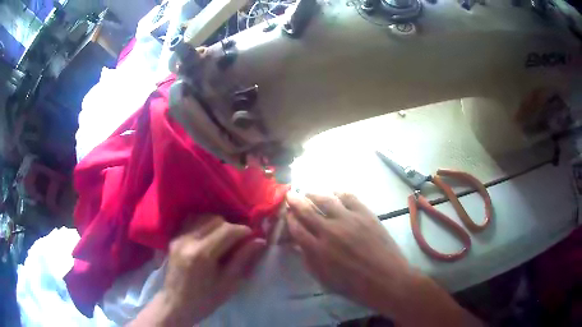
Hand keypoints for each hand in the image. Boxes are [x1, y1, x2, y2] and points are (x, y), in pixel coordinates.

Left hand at [130, 215, 265, 326]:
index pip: (227, 230)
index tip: (252, 238)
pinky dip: (204, 224)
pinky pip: (191, 222)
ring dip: (217, 225)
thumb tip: (259, 241)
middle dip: (231, 227)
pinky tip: (209, 237)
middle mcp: (188, 240)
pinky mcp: (174, 238)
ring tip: (224, 239)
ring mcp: (179, 237)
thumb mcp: (228, 284)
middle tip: (239, 241)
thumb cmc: (205, 299)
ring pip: (203, 217)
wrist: (176, 304)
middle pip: (215, 220)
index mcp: (202, 254)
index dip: (243, 231)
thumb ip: (242, 259)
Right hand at [286, 192, 481, 325]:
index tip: (287, 214)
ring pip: (326, 199)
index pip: (297, 228)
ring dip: (314, 193)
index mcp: (318, 250)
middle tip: (290, 195)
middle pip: (307, 210)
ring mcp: (349, 220)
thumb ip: (309, 260)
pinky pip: (349, 197)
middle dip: (295, 201)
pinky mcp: (365, 214)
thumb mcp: (325, 280)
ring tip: (309, 192)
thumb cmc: (355, 286)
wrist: (387, 280)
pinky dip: (339, 192)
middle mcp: (330, 231)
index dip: (290, 219)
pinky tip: (334, 192)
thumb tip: (298, 244)